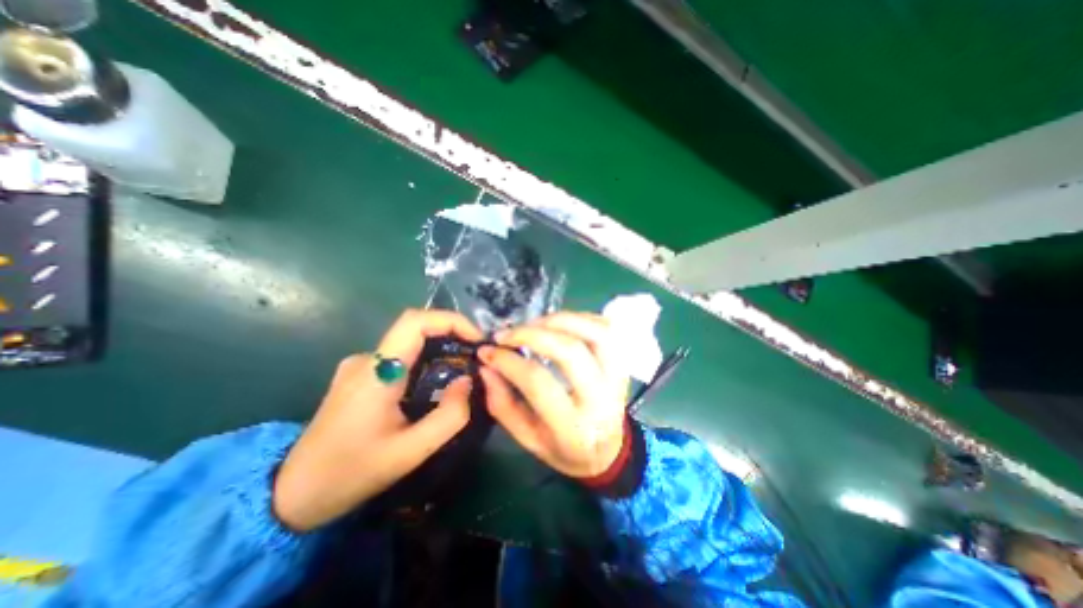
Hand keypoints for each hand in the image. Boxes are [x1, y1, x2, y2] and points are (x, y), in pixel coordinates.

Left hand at [274, 309, 482, 530]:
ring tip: (461, 373)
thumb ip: (449, 416)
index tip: (476, 338)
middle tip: (476, 356)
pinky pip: (400, 356)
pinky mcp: (359, 375)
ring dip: (439, 349)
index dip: (451, 320)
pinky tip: (433, 385)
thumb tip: (467, 381)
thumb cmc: (351, 474)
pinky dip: (425, 361)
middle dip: (452, 335)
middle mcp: (366, 359)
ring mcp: (360, 365)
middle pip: (416, 328)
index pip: (415, 321)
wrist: (291, 495)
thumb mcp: (411, 452)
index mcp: (376, 372)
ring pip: (409, 343)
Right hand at [481, 314, 631, 480]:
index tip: (488, 351)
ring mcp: (617, 377)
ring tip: (533, 324)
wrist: (607, 451)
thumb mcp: (527, 439)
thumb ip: (503, 404)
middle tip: (507, 333)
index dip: (508, 361)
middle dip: (532, 334)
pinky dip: (581, 318)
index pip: (538, 382)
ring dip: (559, 320)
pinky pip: (606, 328)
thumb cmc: (563, 448)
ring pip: (595, 333)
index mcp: (573, 427)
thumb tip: (487, 365)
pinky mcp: (623, 362)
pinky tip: (560, 323)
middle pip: (569, 351)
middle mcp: (601, 399)